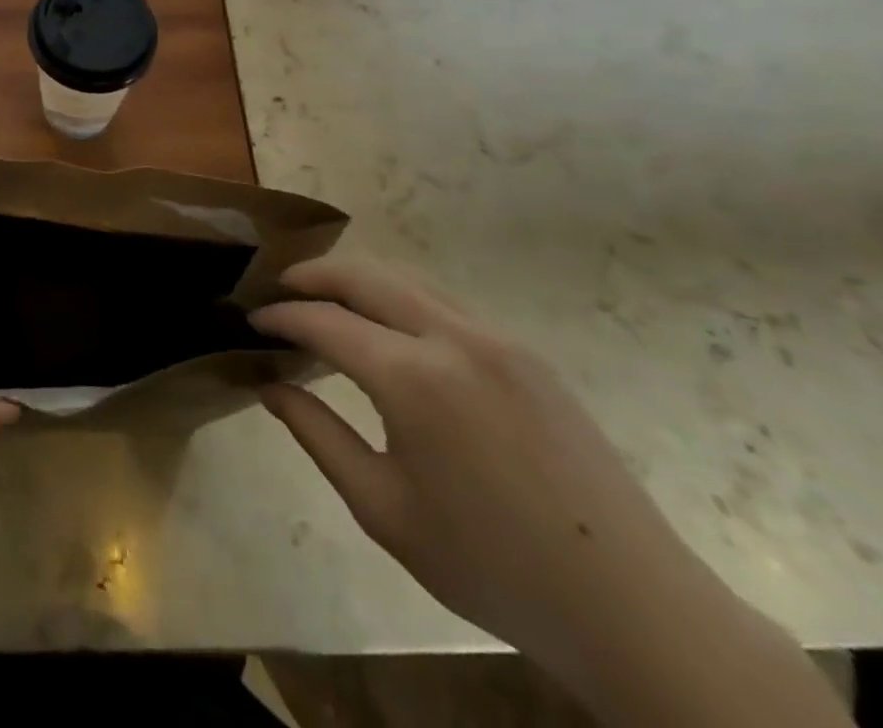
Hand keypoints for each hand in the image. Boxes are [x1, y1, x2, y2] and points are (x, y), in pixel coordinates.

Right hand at [252, 256, 849, 727]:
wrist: (632, 607)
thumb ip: (316, 434)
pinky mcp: (527, 353)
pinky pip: (445, 303)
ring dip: (357, 281)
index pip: (324, 320)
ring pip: (407, 280)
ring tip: (324, 302)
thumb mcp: (382, 509)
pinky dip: (400, 300)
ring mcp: (498, 339)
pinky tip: (389, 331)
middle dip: (312, 275)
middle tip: (276, 289)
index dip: (280, 316)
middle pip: (365, 274)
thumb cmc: (491, 566)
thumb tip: (270, 385)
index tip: (249, 320)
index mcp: (415, 379)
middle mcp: (455, 338)